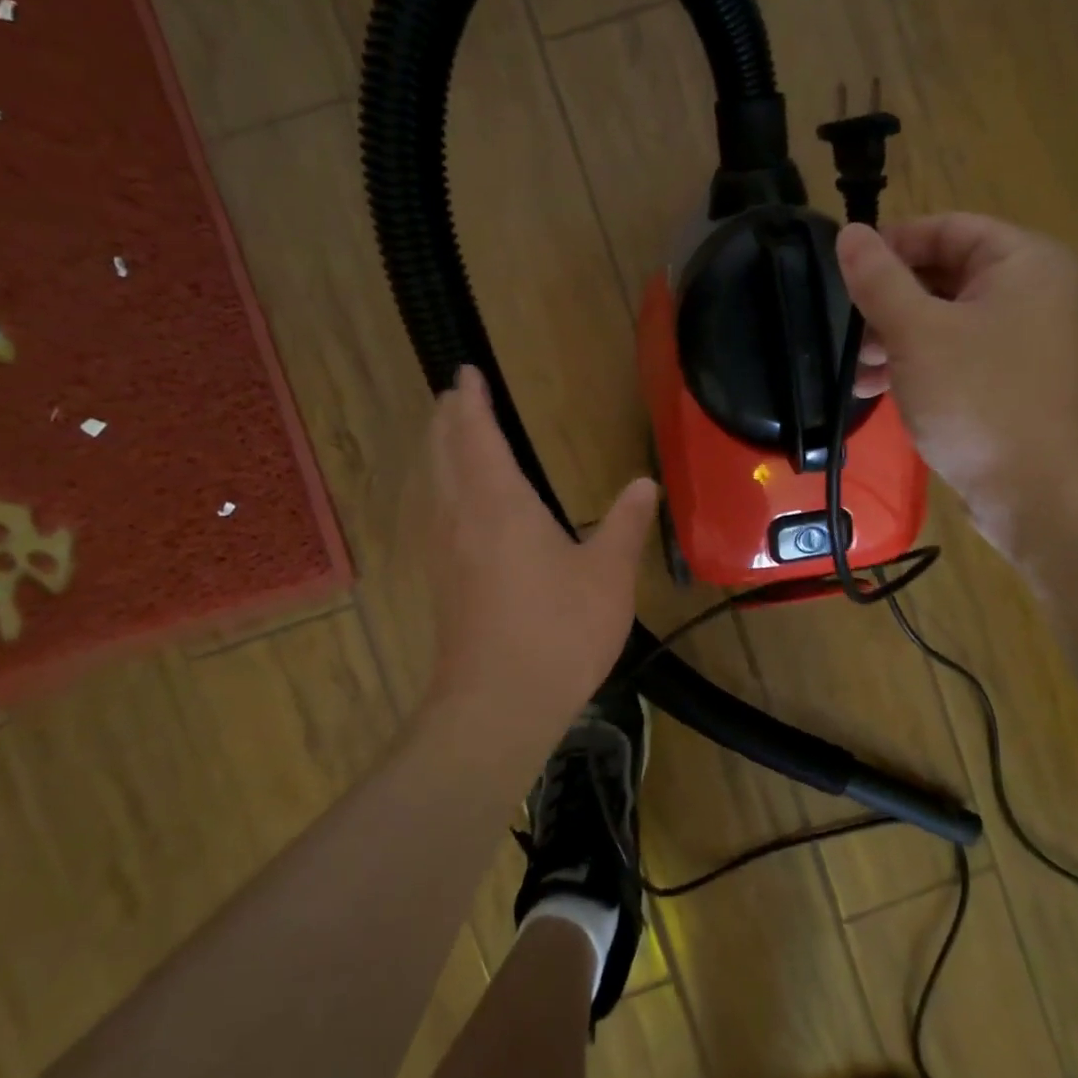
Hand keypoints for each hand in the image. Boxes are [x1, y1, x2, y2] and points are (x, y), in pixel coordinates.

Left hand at [422, 366, 657, 731]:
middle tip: (454, 396)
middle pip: (443, 453)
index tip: (467, 374)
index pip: (478, 436)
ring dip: (437, 451)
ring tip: (448, 436)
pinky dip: (439, 488)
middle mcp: (463, 517)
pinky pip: (434, 514)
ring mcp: (446, 552)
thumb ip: (625, 524)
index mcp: (501, 504)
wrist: (498, 703)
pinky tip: (452, 505)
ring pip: (433, 484)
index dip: (473, 402)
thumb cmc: (559, 630)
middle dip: (448, 420)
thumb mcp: (608, 574)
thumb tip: (644, 483)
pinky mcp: (442, 582)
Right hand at [836, 213, 1077, 553]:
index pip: (946, 229)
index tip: (843, 270)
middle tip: (847, 329)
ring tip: (855, 369)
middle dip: (888, 302)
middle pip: (943, 274)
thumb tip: (847, 233)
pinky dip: (914, 364)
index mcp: (1023, 262)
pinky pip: (952, 353)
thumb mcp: (916, 333)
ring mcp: (1020, 338)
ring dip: (893, 338)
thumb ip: (878, 280)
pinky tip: (875, 389)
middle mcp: (1030, 291)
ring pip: (942, 319)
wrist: (1030, 490)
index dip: (892, 244)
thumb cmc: (976, 399)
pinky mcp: (1006, 378)